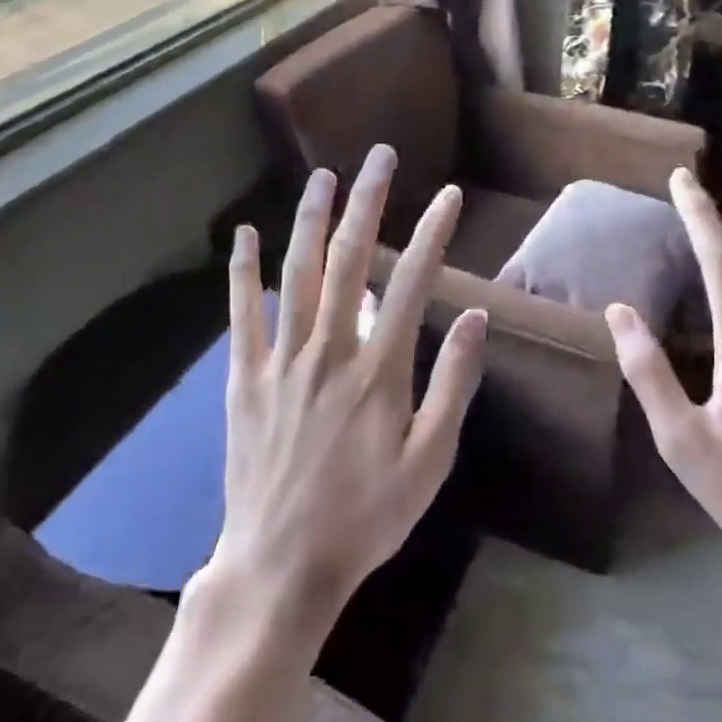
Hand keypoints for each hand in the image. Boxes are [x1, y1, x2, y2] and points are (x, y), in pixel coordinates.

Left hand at [212, 145, 486, 625]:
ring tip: (323, 175)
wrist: (282, 566)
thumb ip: (454, 385)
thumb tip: (477, 318)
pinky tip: (244, 233)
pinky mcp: (246, 376)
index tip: (448, 195)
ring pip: (298, 273)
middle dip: (368, 201)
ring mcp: (283, 360)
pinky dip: (243, 270)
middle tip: (379, 156)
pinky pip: (243, 313)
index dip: (433, 233)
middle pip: (351, 259)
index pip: (414, 282)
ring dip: (312, 218)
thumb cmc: (367, 516)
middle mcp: (330, 350)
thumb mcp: (430, 462)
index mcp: (380, 370)